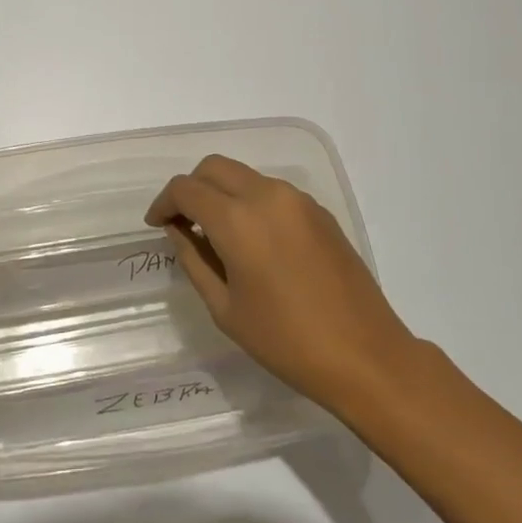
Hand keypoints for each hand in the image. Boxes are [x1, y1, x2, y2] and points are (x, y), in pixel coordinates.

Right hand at [146, 156, 415, 414]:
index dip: (164, 203)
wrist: (365, 354)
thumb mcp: (225, 307)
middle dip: (191, 188)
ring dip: (222, 193)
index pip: (186, 189)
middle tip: (182, 222)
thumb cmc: (285, 341)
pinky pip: (272, 191)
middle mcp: (267, 196)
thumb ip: (194, 259)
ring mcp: (298, 200)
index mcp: (238, 220)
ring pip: (244, 175)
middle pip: (214, 167)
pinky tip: (253, 240)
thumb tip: (178, 230)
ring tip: (216, 234)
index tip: (157, 224)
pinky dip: (250, 202)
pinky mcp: (319, 211)